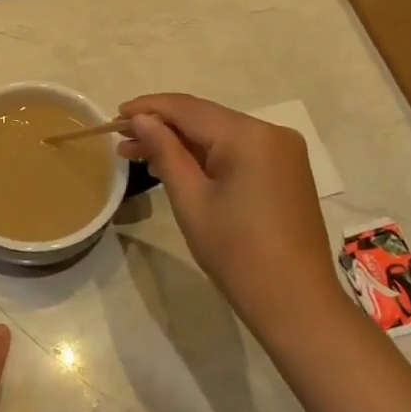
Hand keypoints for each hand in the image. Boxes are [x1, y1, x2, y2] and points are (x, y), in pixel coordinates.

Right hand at [118, 93, 342, 334]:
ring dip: (182, 142)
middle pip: (205, 118)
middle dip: (162, 126)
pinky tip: (178, 166)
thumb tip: (141, 119)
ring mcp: (283, 151)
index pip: (188, 108)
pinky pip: (238, 151)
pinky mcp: (286, 170)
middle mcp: (271, 132)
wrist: (295, 303)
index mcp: (249, 135)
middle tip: (121, 142)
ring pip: (221, 134)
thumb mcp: (191, 200)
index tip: (115, 116)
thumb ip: (165, 152)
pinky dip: (207, 156)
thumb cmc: (236, 253)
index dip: (148, 108)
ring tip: (139, 155)